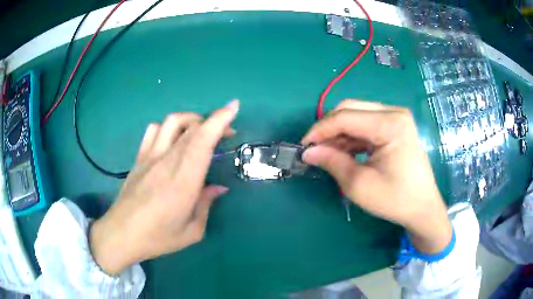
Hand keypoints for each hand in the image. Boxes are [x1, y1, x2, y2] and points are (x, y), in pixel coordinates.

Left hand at [89, 100, 238, 274]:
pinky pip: (154, 130)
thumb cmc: (158, 237)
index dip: (219, 119)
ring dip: (191, 120)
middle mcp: (167, 161)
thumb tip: (218, 188)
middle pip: (192, 127)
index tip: (233, 107)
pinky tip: (172, 139)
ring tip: (200, 131)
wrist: (121, 234)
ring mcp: (150, 156)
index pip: (203, 140)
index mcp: (184, 181)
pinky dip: (168, 127)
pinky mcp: (139, 157)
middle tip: (227, 132)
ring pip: (172, 122)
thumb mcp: (191, 231)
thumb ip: (206, 205)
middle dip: (214, 122)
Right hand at [301, 100, 451, 253]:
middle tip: (315, 149)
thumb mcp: (359, 185)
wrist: (422, 207)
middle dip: (328, 128)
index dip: (319, 130)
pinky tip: (344, 151)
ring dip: (339, 133)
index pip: (344, 117)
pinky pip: (366, 123)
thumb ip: (332, 162)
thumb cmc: (395, 199)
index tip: (303, 146)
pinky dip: (352, 136)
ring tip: (328, 153)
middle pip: (350, 109)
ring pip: (357, 114)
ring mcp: (397, 117)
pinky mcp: (396, 125)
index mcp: (390, 124)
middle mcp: (394, 112)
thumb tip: (308, 151)